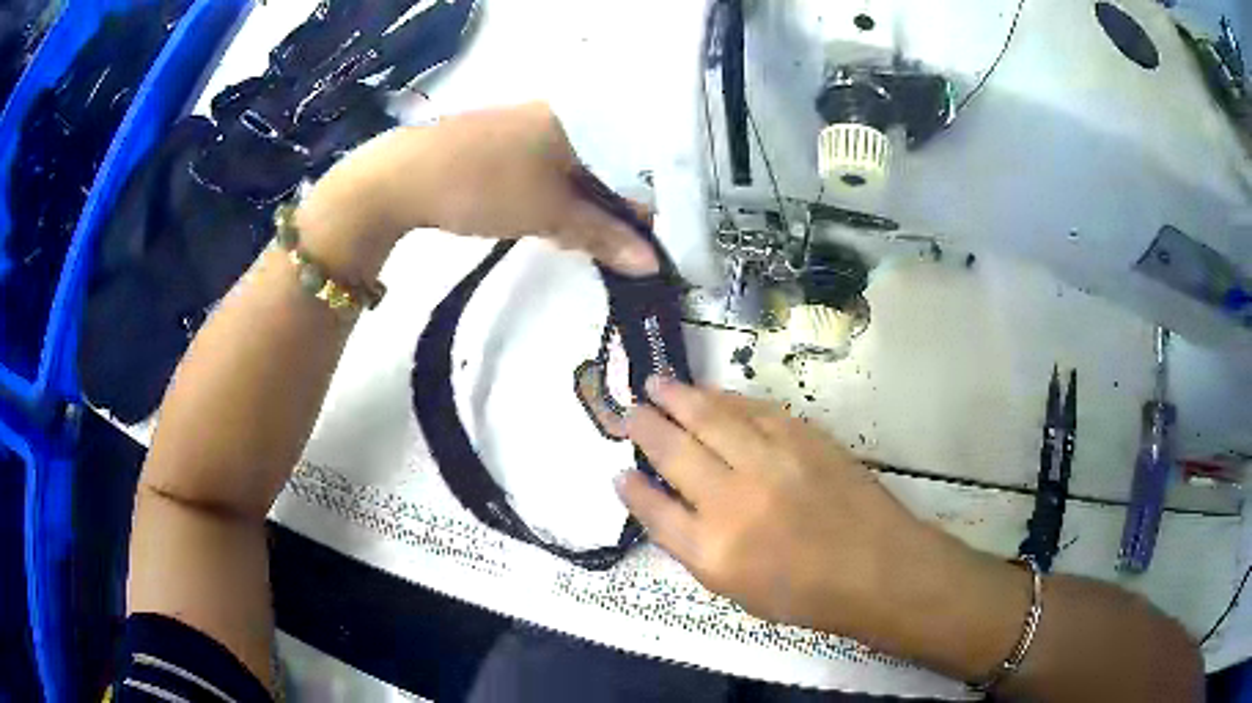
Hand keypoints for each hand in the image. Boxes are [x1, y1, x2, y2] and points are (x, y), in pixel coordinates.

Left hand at [298, 102, 658, 277]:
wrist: (400, 178)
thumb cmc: (485, 185)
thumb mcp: (549, 213)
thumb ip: (602, 235)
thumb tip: (653, 263)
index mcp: (572, 121)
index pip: (626, 164)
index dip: (638, 207)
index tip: (641, 244)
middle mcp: (548, 116)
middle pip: (596, 167)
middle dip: (604, 209)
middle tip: (606, 247)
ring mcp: (516, 128)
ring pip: (564, 171)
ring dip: (574, 206)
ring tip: (571, 238)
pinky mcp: (490, 145)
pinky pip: (535, 171)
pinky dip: (545, 198)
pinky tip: (537, 219)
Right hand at [617, 377, 1023, 661]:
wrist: (878, 568)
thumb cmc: (807, 595)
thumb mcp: (737, 590)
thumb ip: (695, 548)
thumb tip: (664, 507)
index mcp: (713, 551)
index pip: (655, 511)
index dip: (633, 489)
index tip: (617, 469)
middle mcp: (733, 501)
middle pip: (675, 452)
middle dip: (646, 427)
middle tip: (629, 408)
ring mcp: (770, 463)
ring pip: (711, 418)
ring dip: (680, 398)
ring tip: (658, 384)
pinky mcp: (803, 439)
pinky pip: (754, 410)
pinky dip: (727, 399)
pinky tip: (712, 393)